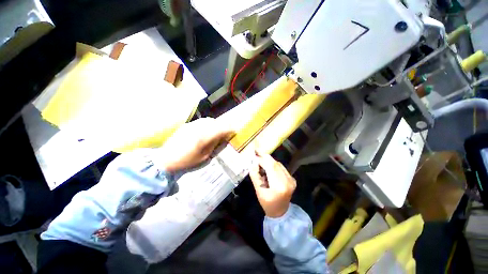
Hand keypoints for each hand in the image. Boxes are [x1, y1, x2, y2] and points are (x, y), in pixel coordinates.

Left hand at [159, 118, 234, 171]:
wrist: (165, 159)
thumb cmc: (186, 161)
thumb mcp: (204, 157)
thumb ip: (213, 145)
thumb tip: (221, 137)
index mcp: (203, 137)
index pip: (220, 129)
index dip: (229, 129)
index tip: (234, 130)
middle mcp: (198, 128)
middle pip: (215, 122)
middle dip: (222, 126)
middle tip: (224, 132)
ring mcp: (191, 125)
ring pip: (208, 120)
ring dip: (214, 124)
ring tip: (215, 131)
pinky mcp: (186, 125)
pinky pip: (200, 121)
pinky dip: (207, 124)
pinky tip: (205, 131)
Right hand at [249, 151, 295, 217]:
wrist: (281, 212)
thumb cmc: (267, 204)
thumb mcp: (258, 191)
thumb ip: (255, 176)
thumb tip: (253, 163)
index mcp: (279, 186)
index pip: (270, 167)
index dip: (262, 159)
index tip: (254, 155)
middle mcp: (288, 180)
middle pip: (275, 164)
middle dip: (265, 157)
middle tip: (256, 152)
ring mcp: (291, 179)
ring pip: (278, 164)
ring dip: (269, 161)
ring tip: (260, 160)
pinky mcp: (292, 178)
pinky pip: (281, 167)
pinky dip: (273, 165)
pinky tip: (268, 166)